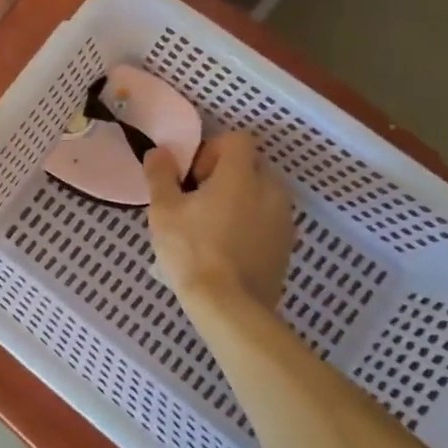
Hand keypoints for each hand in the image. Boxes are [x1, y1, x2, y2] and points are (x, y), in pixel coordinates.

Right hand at [144, 131, 294, 316]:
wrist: (230, 308)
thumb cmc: (192, 251)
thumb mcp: (163, 210)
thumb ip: (160, 174)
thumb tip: (159, 151)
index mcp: (241, 175)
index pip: (237, 139)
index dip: (213, 149)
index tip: (194, 176)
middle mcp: (271, 190)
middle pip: (252, 165)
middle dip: (227, 175)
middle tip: (199, 200)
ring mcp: (284, 220)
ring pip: (263, 194)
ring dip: (241, 200)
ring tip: (214, 225)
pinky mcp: (287, 247)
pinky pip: (269, 221)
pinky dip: (252, 224)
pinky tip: (229, 248)